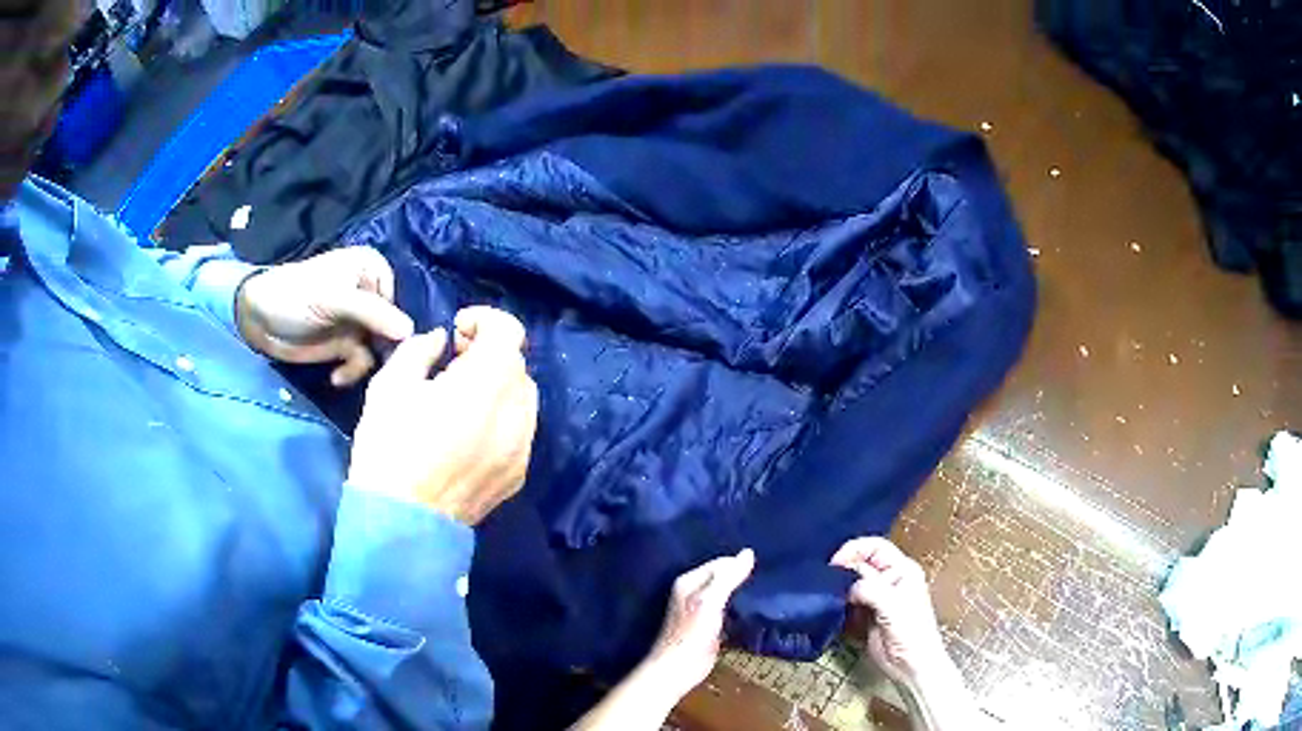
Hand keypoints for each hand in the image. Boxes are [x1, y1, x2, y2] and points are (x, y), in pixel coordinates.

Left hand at [235, 246, 414, 385]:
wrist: (259, 319)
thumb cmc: (296, 297)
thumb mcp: (335, 300)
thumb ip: (372, 313)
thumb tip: (411, 331)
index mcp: (373, 270)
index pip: (400, 303)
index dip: (397, 328)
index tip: (388, 349)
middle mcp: (370, 293)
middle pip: (393, 329)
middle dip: (382, 351)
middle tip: (373, 369)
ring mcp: (358, 321)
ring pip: (379, 349)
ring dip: (364, 365)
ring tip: (345, 373)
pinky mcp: (346, 343)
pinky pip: (362, 362)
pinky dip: (351, 372)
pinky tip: (336, 377)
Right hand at [347, 306, 538, 524]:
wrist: (401, 521)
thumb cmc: (389, 447)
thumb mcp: (390, 385)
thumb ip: (419, 349)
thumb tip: (440, 340)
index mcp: (487, 382)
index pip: (510, 331)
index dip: (484, 320)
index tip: (457, 331)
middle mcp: (517, 412)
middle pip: (517, 364)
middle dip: (489, 353)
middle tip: (453, 363)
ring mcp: (522, 448)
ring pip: (522, 398)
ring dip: (498, 386)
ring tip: (461, 399)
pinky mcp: (518, 475)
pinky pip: (519, 432)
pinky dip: (502, 418)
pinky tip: (469, 433)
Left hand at [642, 549, 755, 701]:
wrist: (678, 669)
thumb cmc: (692, 633)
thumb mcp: (711, 601)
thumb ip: (728, 578)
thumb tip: (748, 552)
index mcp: (689, 581)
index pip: (720, 563)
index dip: (740, 564)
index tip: (766, 566)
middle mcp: (693, 592)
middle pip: (723, 578)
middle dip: (743, 577)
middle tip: (771, 577)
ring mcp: (700, 610)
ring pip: (726, 595)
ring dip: (743, 593)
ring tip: (768, 591)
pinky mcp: (708, 627)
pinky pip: (728, 611)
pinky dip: (740, 609)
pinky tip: (756, 611)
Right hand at [830, 537, 950, 687]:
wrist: (911, 666)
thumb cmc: (911, 632)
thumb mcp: (893, 606)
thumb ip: (870, 590)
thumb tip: (846, 586)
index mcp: (902, 570)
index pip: (875, 547)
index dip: (854, 550)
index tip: (834, 563)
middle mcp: (889, 580)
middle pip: (861, 563)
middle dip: (843, 569)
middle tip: (823, 581)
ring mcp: (877, 598)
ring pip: (852, 583)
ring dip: (838, 587)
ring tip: (823, 593)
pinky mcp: (866, 615)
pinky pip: (848, 602)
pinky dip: (838, 603)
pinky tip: (829, 607)